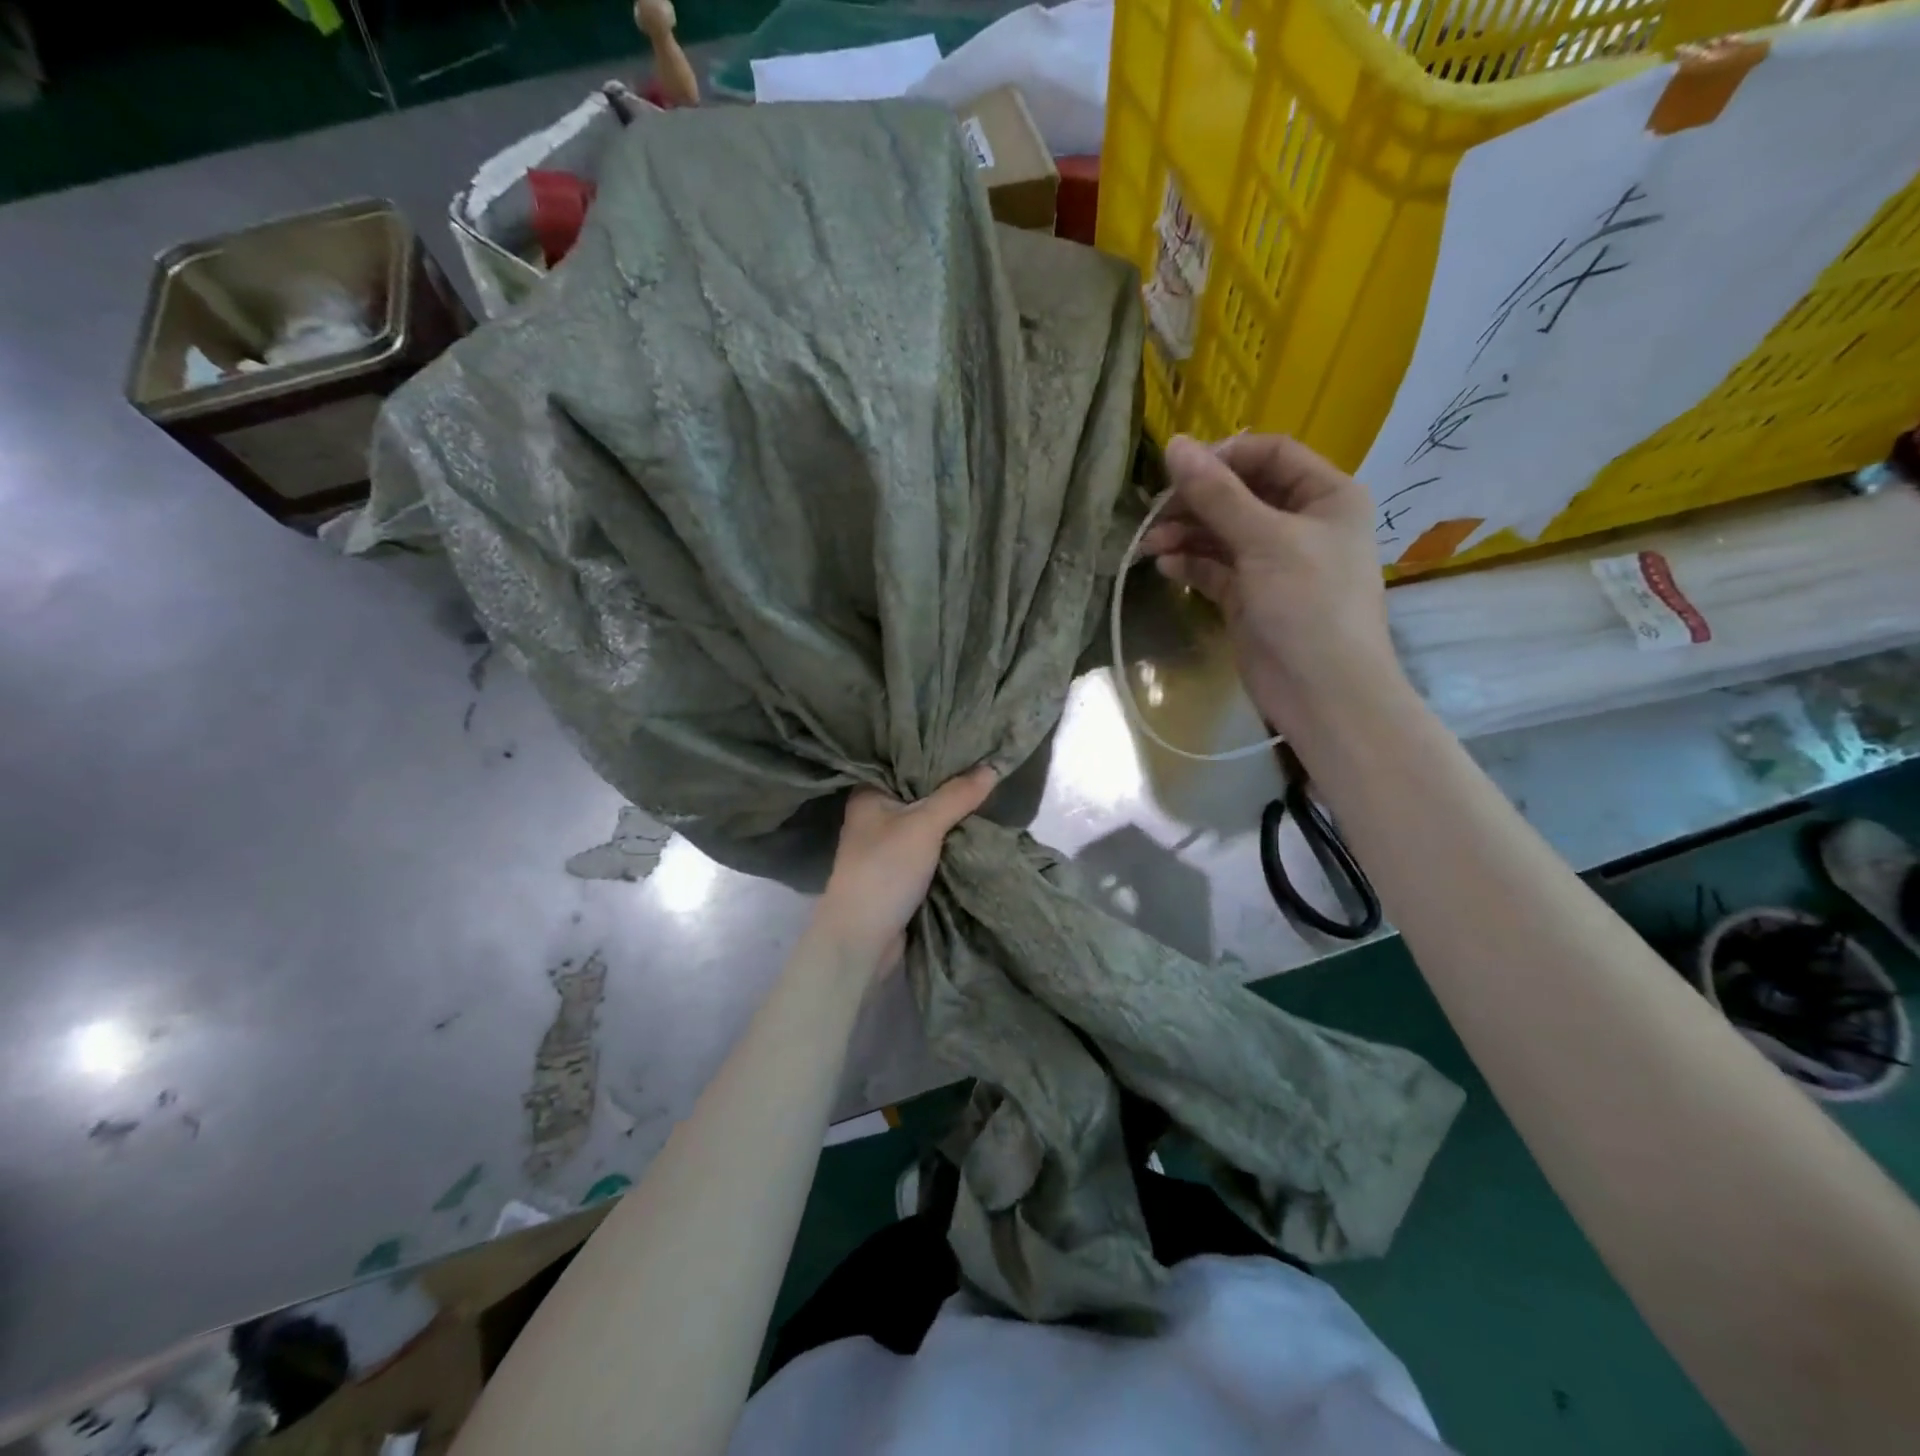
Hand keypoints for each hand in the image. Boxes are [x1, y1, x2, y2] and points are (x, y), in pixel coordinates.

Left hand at [813, 767, 998, 975]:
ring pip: (926, 821)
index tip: (970, 742)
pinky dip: (949, 841)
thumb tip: (992, 766)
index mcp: (868, 794)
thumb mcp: (924, 825)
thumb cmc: (885, 869)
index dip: (936, 752)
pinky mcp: (898, 871)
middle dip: (950, 786)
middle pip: (918, 792)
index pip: (904, 762)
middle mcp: (873, 815)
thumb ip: (957, 795)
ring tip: (989, 791)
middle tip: (988, 765)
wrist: (862, 939)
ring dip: (952, 816)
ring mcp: (885, 845)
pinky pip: (929, 847)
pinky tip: (975, 829)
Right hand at [1140, 434, 1403, 741]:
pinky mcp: (1249, 596)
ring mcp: (1273, 562)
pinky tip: (1165, 566)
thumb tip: (1174, 444)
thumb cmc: (1308, 604)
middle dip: (1196, 502)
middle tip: (1154, 513)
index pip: (1270, 455)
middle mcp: (1301, 522)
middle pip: (1240, 494)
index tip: (1178, 470)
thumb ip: (1217, 494)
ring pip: (1222, 533)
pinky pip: (1215, 567)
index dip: (1224, 457)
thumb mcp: (1264, 540)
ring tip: (1150, 545)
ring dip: (1186, 534)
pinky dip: (1190, 564)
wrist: (1322, 692)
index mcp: (1325, 496)